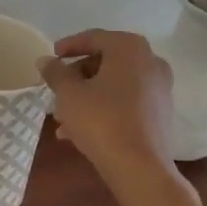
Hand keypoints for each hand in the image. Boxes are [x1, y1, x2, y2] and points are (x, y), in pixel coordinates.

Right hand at [38, 29, 178, 185]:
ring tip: (61, 116)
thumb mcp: (69, 93)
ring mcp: (159, 89)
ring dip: (88, 96)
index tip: (51, 57)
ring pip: (114, 85)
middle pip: (105, 62)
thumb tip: (45, 60)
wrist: (139, 167)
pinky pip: (126, 102)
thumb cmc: (101, 120)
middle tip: (56, 90)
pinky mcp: (161, 114)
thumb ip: (55, 72)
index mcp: (129, 49)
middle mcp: (150, 62)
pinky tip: (79, 131)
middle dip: (77, 76)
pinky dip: (104, 109)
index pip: (94, 38)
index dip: (68, 46)